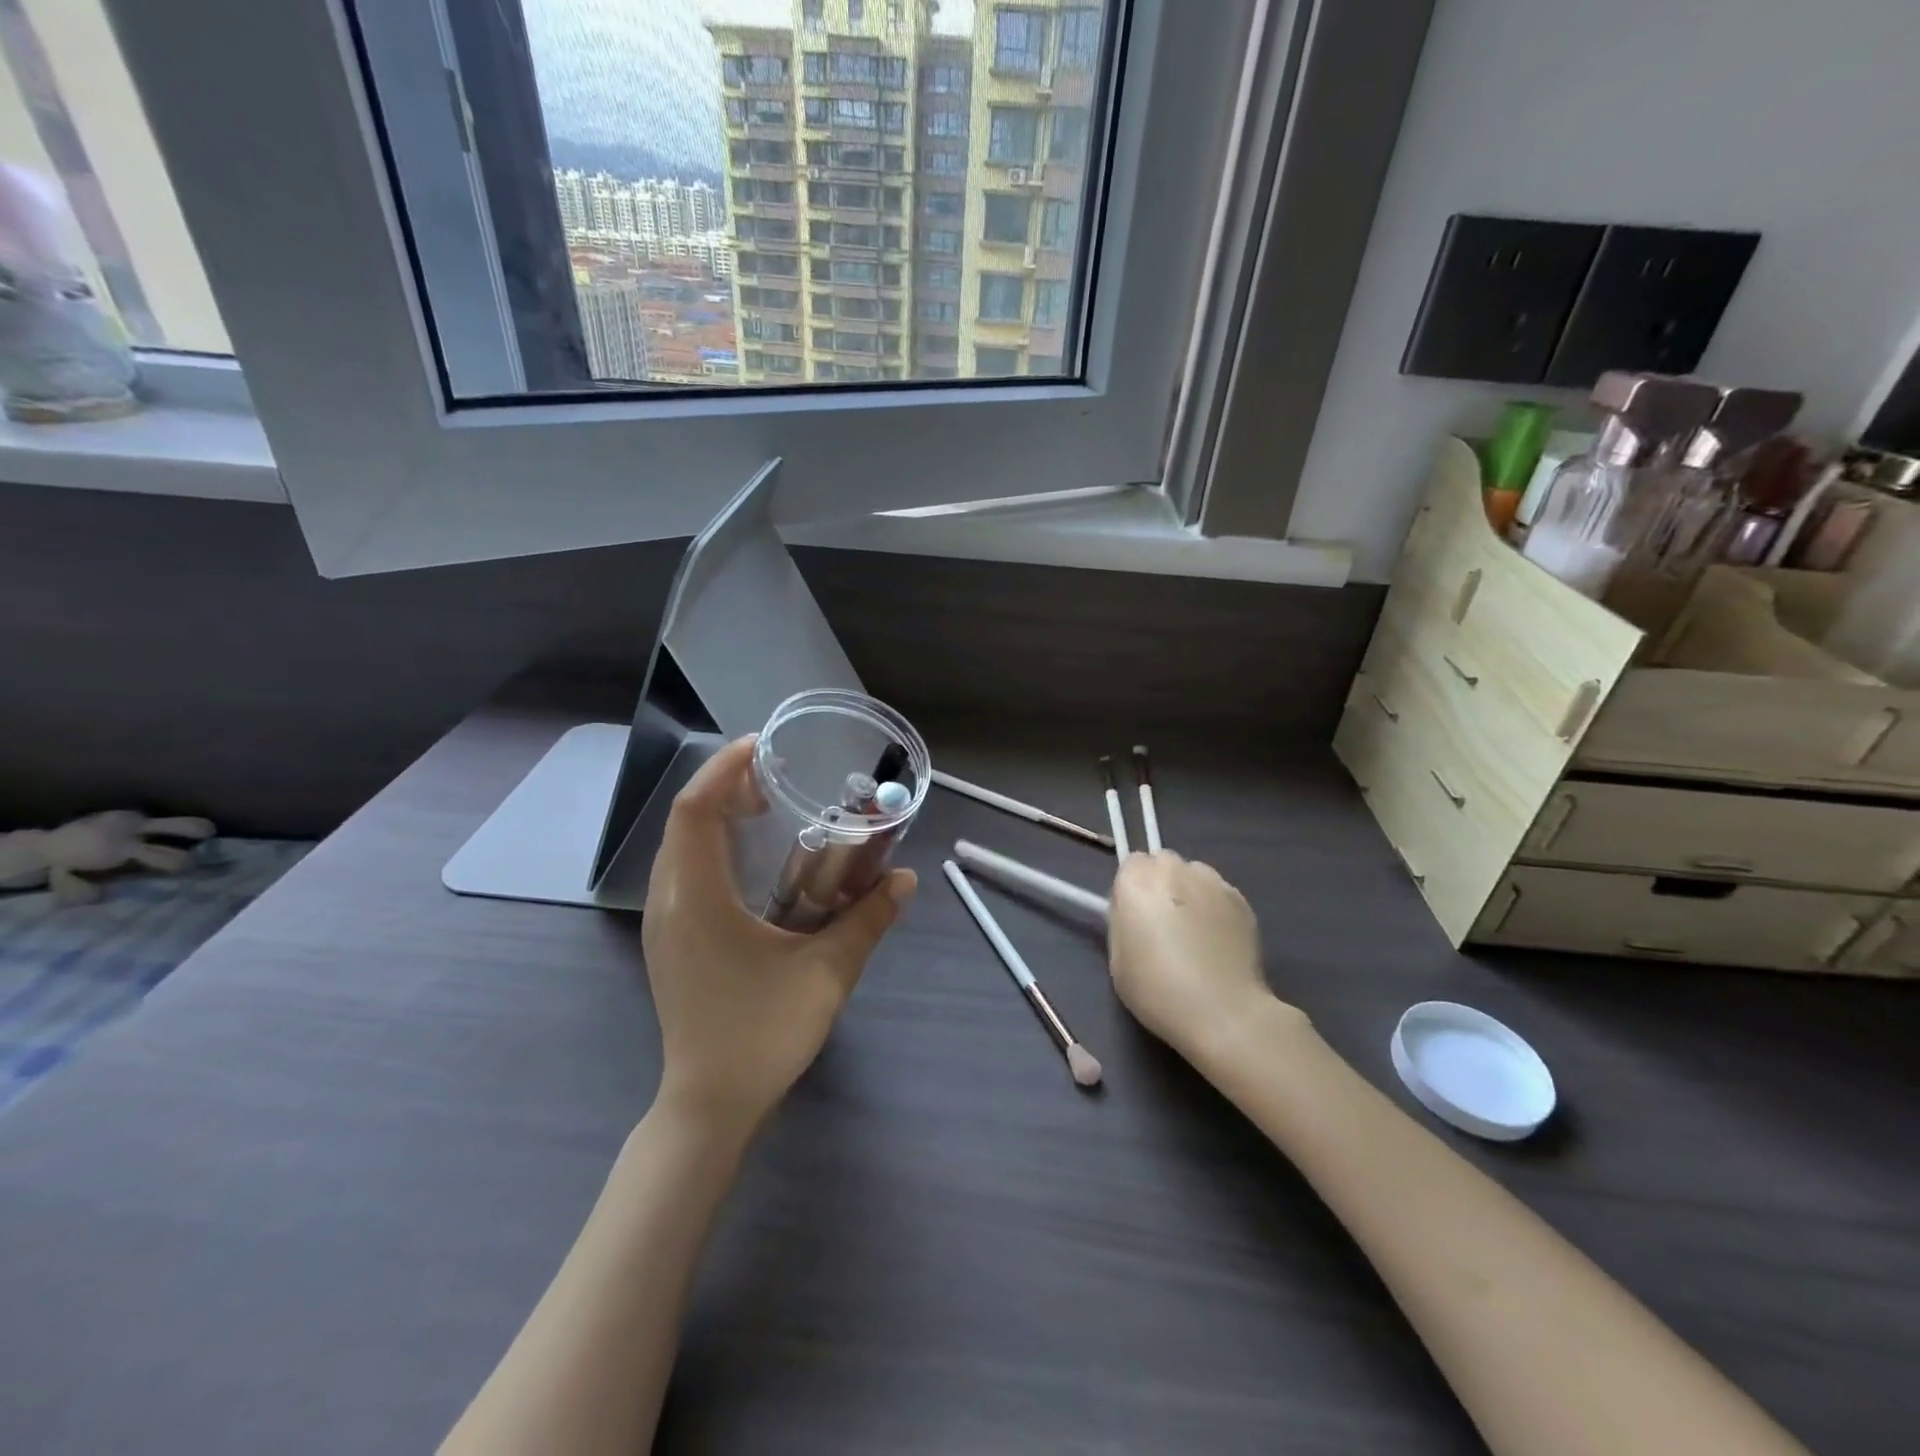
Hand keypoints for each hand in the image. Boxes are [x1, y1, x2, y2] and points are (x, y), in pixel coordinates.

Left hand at [642, 736, 915, 1138]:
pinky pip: (682, 872)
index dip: (722, 769)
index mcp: (697, 900)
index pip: (694, 811)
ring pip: (679, 847)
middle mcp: (669, 902)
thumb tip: (905, 880)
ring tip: (764, 804)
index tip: (761, 745)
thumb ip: (868, 921)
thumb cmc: (762, 1035)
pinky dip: (710, 846)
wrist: (709, 1105)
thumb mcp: (827, 974)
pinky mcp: (670, 941)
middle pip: (683, 821)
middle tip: (773, 773)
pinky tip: (750, 858)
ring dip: (714, 815)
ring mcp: (664, 924)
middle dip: (723, 785)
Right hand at [1107, 851, 1301, 1062]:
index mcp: (1136, 883)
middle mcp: (1174, 871)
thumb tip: (1133, 909)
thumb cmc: (1159, 992)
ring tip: (1196, 929)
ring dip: (1189, 890)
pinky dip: (1215, 906)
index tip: (1135, 915)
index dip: (1132, 888)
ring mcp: (1212, 882)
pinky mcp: (1241, 899)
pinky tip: (1218, 939)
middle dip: (1161, 882)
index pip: (1130, 863)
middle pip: (1163, 861)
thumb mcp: (1118, 960)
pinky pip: (1219, 891)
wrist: (1224, 1013)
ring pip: (1194, 873)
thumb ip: (1123, 921)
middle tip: (1164, 921)